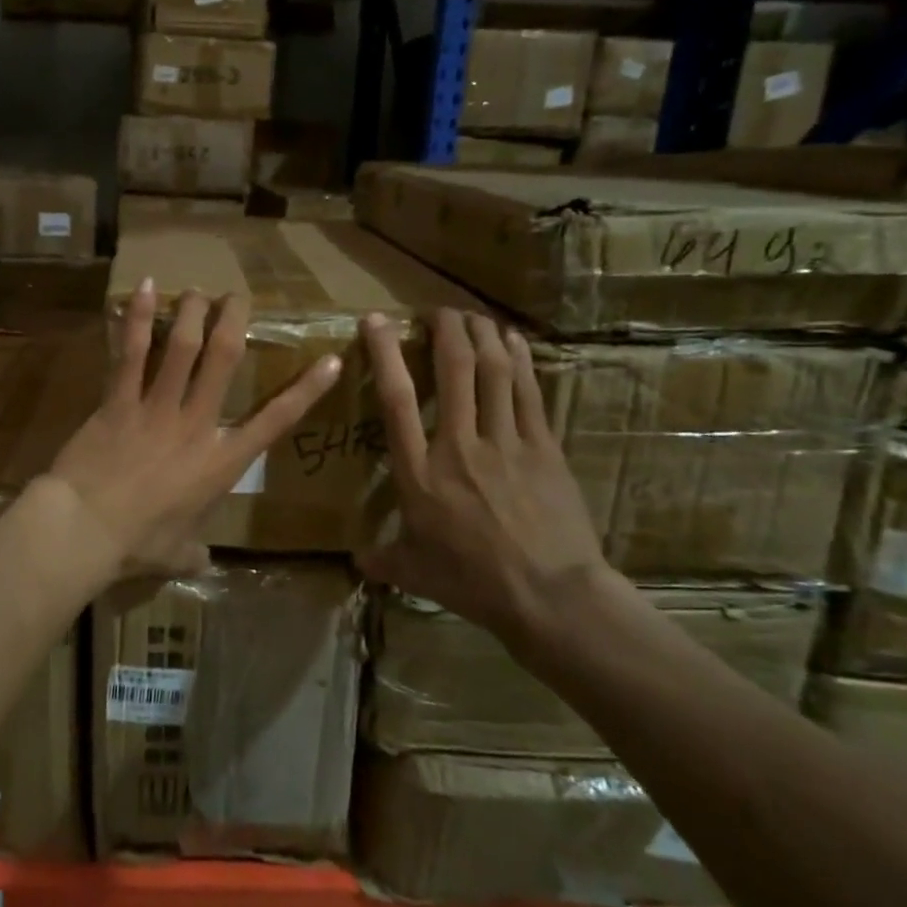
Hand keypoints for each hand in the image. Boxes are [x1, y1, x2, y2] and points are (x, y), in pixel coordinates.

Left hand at [46, 279, 341, 575]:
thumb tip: (201, 562)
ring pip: (183, 346)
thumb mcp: (176, 554)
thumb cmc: (137, 544)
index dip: (308, 390)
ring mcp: (157, 407)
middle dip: (234, 321)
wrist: (86, 529)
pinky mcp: (118, 400)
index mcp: (221, 462)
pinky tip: (144, 289)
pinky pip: (133, 353)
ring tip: (197, 291)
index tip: (332, 360)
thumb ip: (194, 553)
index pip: (276, 421)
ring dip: (192, 312)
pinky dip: (140, 319)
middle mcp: (196, 424)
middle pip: (224, 359)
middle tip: (236, 297)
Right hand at [356, 308, 615, 654]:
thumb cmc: (473, 583)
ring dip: (482, 335)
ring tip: (472, 315)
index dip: (386, 353)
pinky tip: (513, 340)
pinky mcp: (544, 448)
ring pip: (493, 372)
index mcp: (418, 472)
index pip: (396, 399)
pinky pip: (529, 392)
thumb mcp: (416, 573)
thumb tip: (356, 562)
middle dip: (445, 329)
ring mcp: (505, 442)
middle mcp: (458, 445)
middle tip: (437, 310)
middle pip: (453, 370)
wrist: (550, 596)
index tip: (377, 321)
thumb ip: (383, 559)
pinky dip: (519, 360)